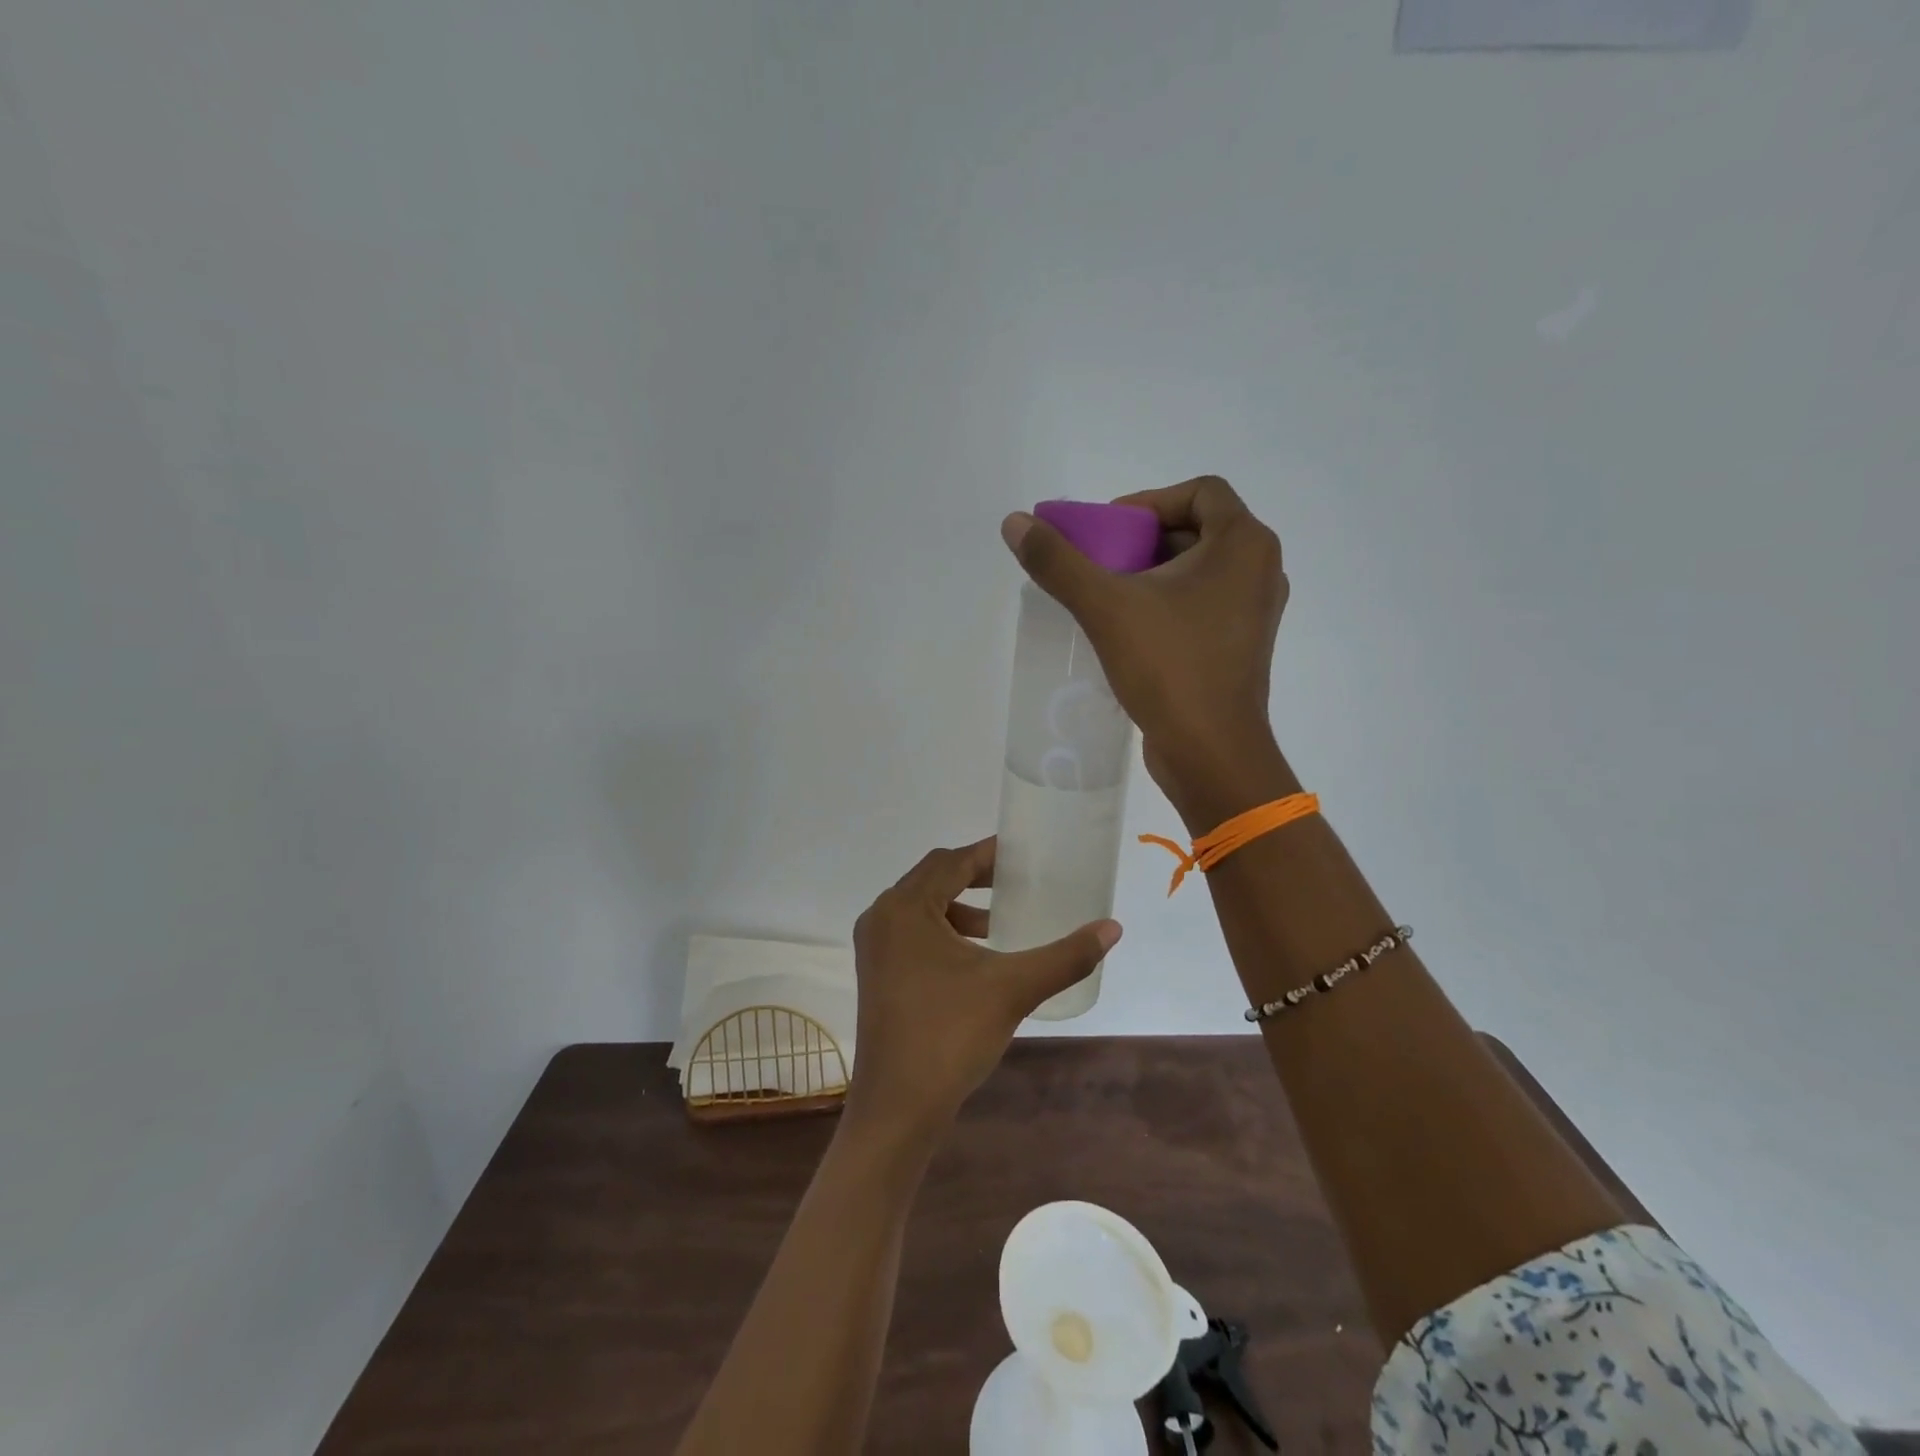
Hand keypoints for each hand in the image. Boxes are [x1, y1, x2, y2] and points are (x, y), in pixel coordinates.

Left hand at [846, 838, 1120, 1137]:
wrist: (897, 1107)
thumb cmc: (950, 1035)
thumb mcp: (1013, 989)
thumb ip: (1065, 956)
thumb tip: (1112, 928)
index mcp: (906, 908)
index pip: (951, 862)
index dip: (988, 854)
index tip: (1023, 855)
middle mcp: (882, 916)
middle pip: (933, 878)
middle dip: (975, 877)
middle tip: (1018, 881)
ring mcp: (874, 947)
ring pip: (921, 907)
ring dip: (960, 906)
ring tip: (1000, 924)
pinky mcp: (876, 972)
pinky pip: (911, 932)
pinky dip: (943, 932)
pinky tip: (975, 958)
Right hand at [1001, 476, 1291, 816]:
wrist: (1211, 752)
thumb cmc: (1170, 668)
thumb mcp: (1106, 607)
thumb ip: (1059, 562)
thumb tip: (1015, 522)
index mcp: (1245, 545)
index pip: (1199, 491)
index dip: (1149, 502)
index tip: (1108, 530)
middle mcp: (1260, 570)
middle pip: (1196, 530)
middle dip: (1142, 540)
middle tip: (1099, 562)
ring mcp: (1254, 611)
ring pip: (1198, 570)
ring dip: (1151, 573)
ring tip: (1107, 596)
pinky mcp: (1240, 646)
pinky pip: (1201, 604)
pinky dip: (1165, 603)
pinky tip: (1128, 629)